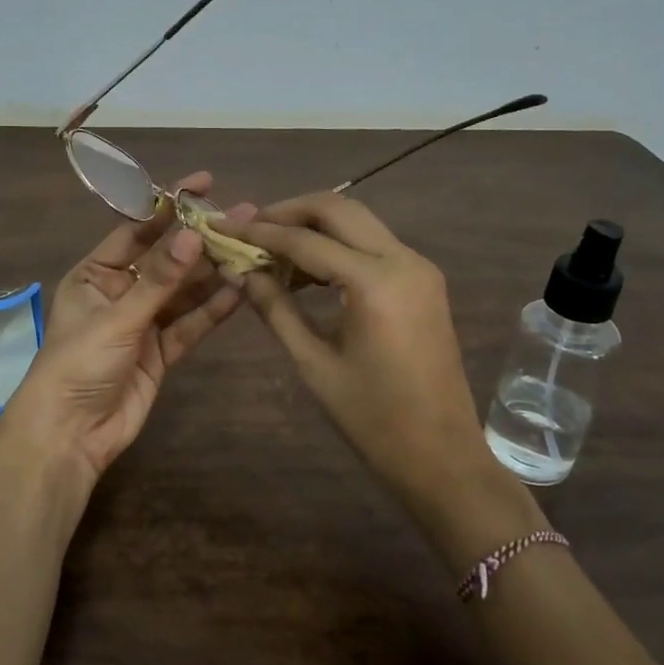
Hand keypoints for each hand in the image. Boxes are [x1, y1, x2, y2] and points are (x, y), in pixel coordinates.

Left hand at [0, 171, 253, 492]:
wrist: (69, 435)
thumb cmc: (78, 364)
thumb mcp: (118, 317)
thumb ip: (160, 280)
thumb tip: (195, 234)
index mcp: (94, 274)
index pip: (137, 230)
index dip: (169, 207)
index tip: (204, 184)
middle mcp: (119, 293)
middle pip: (167, 260)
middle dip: (201, 241)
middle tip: (243, 216)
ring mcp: (142, 324)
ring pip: (183, 292)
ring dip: (214, 274)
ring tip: (251, 249)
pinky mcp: (160, 353)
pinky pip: (190, 324)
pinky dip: (213, 309)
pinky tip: (241, 289)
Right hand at [216, 193, 508, 511]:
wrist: (441, 455)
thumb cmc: (372, 418)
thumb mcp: (313, 363)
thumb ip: (275, 308)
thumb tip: (240, 271)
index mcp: (375, 283)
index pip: (305, 241)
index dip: (259, 233)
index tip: (222, 227)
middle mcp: (403, 260)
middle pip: (338, 209)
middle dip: (288, 212)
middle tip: (248, 227)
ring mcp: (419, 267)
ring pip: (358, 221)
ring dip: (313, 225)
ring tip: (270, 247)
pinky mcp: (423, 280)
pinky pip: (373, 244)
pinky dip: (337, 244)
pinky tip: (306, 268)